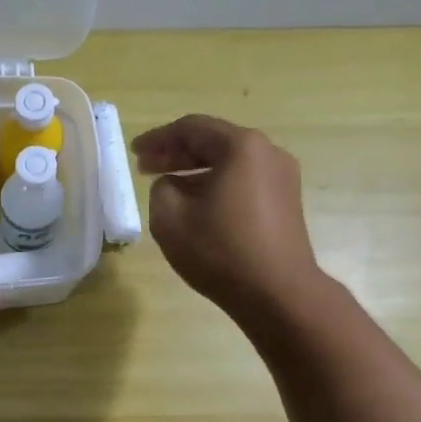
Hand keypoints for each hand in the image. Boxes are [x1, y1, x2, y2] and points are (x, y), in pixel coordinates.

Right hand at [131, 114, 322, 323]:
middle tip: (146, 168)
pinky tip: (198, 206)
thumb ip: (161, 190)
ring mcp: (282, 177)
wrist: (278, 293)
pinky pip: (244, 182)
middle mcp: (268, 153)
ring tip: (168, 189)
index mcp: (241, 147)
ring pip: (230, 163)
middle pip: (214, 142)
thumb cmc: (220, 252)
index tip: (134, 153)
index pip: (191, 128)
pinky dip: (217, 185)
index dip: (157, 139)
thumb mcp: (170, 219)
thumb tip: (173, 185)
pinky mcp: (286, 202)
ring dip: (196, 171)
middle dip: (176, 154)